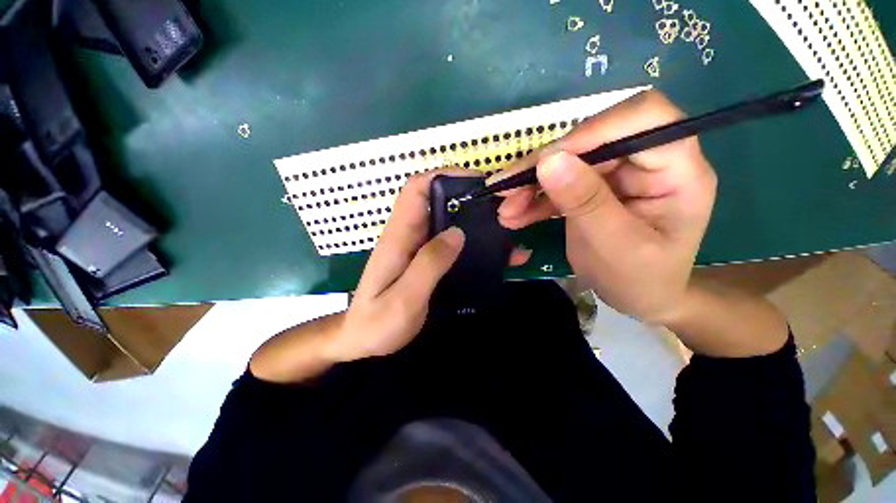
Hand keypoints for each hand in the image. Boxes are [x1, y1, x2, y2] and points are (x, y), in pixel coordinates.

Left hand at [326, 170, 530, 361]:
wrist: (362, 340)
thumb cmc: (377, 323)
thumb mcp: (404, 299)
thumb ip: (428, 264)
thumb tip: (457, 232)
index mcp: (398, 236)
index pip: (415, 189)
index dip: (443, 176)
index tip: (476, 182)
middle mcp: (408, 235)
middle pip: (437, 201)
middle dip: (468, 198)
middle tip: (501, 210)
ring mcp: (417, 247)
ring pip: (447, 221)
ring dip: (474, 221)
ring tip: (505, 231)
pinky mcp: (425, 260)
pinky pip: (450, 243)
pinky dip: (472, 242)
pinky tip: (494, 254)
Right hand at [495, 90, 716, 324]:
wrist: (639, 299)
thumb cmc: (640, 279)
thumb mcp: (614, 245)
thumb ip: (585, 202)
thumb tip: (548, 160)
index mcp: (677, 170)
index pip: (643, 117)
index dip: (593, 130)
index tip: (547, 160)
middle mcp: (647, 162)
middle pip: (591, 141)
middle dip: (543, 167)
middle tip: (506, 191)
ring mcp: (617, 175)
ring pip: (567, 163)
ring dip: (531, 186)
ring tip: (506, 212)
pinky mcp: (593, 189)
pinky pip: (558, 185)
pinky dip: (533, 200)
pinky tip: (515, 217)